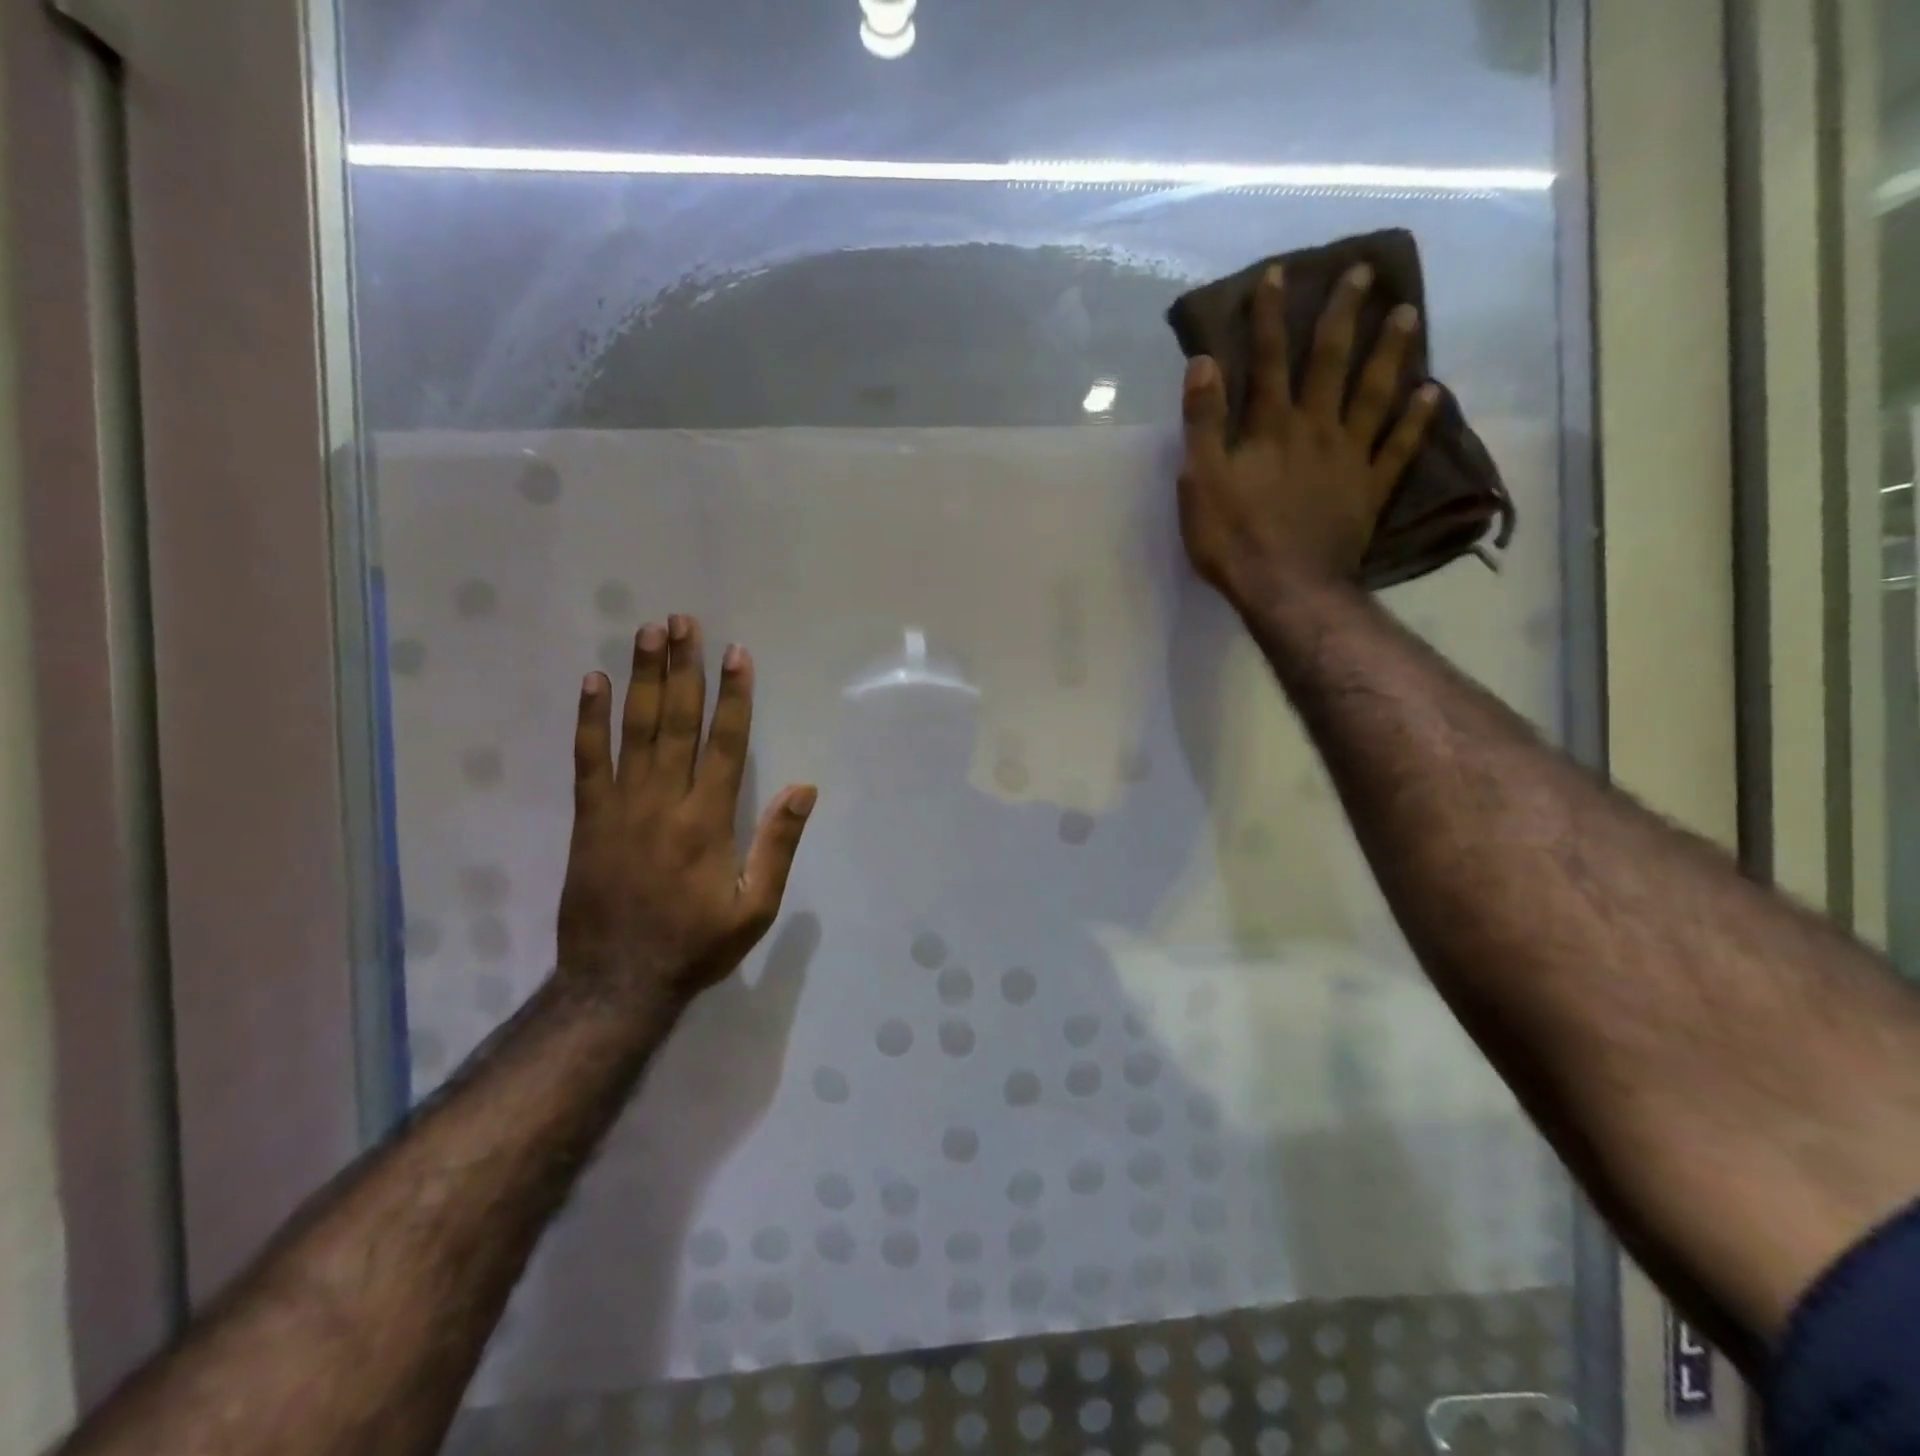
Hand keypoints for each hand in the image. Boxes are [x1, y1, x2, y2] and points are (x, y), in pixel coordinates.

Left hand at [557, 615, 815, 1007]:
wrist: (617, 982)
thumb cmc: (695, 945)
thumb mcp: (755, 907)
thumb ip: (777, 845)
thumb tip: (803, 789)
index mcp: (708, 821)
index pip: (725, 743)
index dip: (733, 696)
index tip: (737, 654)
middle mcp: (665, 802)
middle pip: (677, 722)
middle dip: (684, 668)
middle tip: (685, 621)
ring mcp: (621, 806)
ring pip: (635, 730)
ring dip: (643, 677)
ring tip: (648, 632)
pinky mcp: (588, 818)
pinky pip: (588, 759)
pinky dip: (590, 719)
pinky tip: (594, 682)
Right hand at [1178, 262, 1439, 607]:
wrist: (1286, 588)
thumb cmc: (1234, 538)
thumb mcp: (1200, 481)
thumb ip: (1203, 422)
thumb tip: (1203, 362)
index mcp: (1271, 427)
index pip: (1267, 361)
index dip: (1269, 317)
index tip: (1278, 272)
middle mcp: (1315, 429)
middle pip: (1331, 363)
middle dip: (1342, 315)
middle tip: (1363, 272)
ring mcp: (1349, 458)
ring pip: (1374, 394)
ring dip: (1390, 352)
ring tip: (1408, 313)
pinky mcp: (1369, 490)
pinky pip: (1398, 448)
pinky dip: (1417, 420)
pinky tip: (1433, 392)